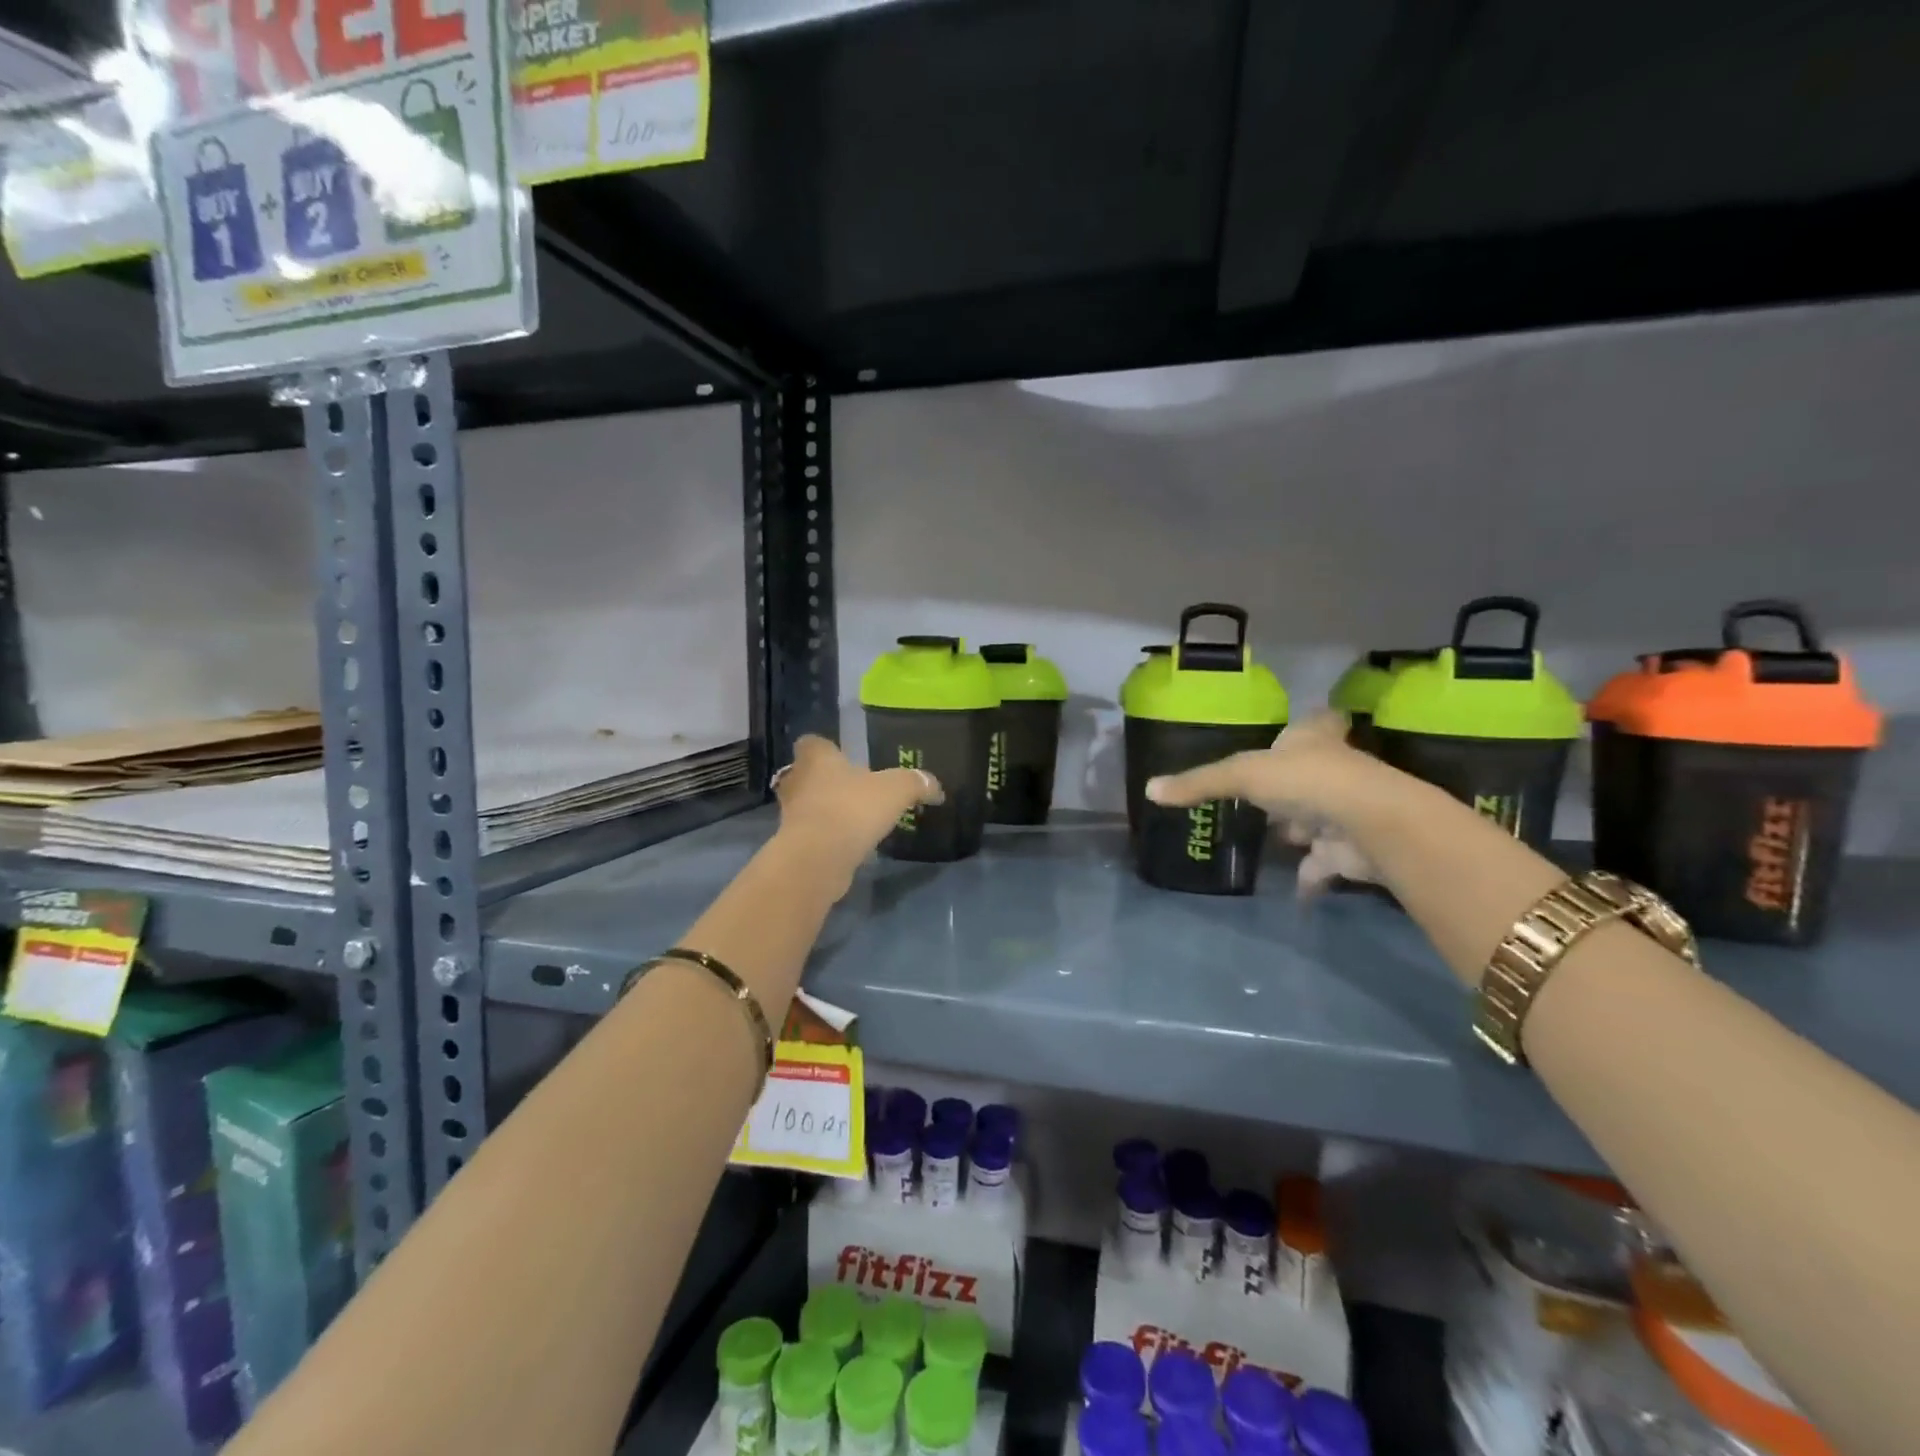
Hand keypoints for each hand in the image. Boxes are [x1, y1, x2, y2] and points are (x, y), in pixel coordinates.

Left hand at [773, 735, 943, 882]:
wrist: (817, 859)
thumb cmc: (852, 809)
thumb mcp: (896, 790)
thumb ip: (916, 783)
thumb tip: (935, 787)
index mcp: (816, 757)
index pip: (812, 742)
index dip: (827, 749)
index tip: (845, 758)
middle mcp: (796, 780)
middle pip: (807, 775)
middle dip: (828, 782)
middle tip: (855, 791)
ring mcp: (790, 814)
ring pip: (809, 806)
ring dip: (828, 812)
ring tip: (857, 820)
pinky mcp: (794, 844)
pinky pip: (813, 835)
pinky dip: (829, 838)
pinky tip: (852, 846)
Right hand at [1145, 712, 1385, 897]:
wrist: (1370, 824)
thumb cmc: (1306, 781)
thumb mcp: (1241, 775)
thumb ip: (1199, 784)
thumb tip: (1150, 790)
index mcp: (1313, 739)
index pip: (1315, 723)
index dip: (1309, 726)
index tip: (1296, 731)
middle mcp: (1336, 769)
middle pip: (1313, 772)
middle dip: (1292, 786)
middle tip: (1267, 796)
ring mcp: (1347, 810)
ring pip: (1318, 818)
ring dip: (1301, 829)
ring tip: (1277, 837)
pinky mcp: (1351, 849)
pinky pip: (1323, 864)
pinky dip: (1309, 877)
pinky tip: (1292, 892)